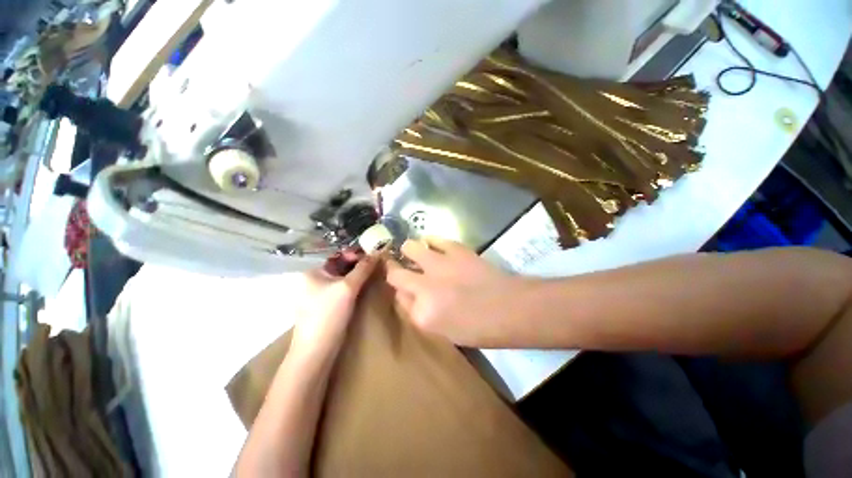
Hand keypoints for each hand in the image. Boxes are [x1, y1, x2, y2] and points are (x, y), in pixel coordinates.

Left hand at [291, 251, 379, 353]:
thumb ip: (363, 269)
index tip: (374, 258)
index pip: (338, 256)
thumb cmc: (328, 315)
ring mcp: (320, 295)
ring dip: (358, 278)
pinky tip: (365, 290)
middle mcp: (314, 281)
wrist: (316, 352)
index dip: (356, 255)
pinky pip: (342, 291)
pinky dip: (354, 288)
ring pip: (343, 280)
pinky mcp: (326, 307)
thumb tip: (377, 252)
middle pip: (341, 268)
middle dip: (359, 267)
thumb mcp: (348, 288)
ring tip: (374, 277)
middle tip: (377, 267)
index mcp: (313, 272)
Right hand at [386, 237, 521, 345]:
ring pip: (410, 248)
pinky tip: (433, 245)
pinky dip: (431, 241)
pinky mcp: (455, 249)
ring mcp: (438, 265)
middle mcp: (424, 287)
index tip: (407, 290)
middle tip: (398, 266)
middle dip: (393, 270)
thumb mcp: (444, 332)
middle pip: (395, 274)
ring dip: (409, 251)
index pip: (399, 299)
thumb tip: (411, 296)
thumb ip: (422, 314)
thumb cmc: (480, 328)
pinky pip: (434, 239)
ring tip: (414, 252)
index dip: (402, 293)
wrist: (510, 307)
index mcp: (422, 314)